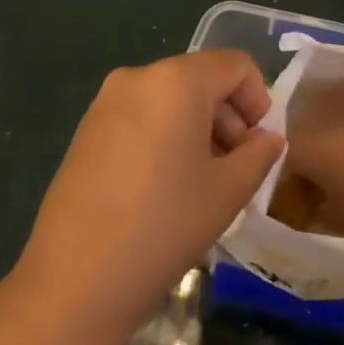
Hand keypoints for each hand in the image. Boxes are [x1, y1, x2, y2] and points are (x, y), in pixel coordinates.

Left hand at [13, 51, 284, 344]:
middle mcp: (138, 77)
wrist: (75, 278)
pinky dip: (165, 136)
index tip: (258, 147)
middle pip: (201, 79)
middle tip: (235, 170)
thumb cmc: (164, 225)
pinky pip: (142, 116)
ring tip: (202, 183)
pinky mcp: (87, 129)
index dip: (259, 100)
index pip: (235, 66)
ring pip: (170, 99)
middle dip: (229, 117)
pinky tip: (164, 187)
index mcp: (176, 81)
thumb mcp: (228, 191)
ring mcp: (106, 101)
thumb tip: (268, 139)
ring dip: (198, 129)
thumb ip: (259, 155)